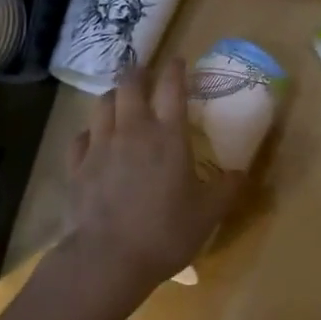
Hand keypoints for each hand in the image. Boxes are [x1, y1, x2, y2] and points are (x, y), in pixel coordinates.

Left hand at [63, 60, 243, 292]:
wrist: (108, 259)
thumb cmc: (165, 232)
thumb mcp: (208, 214)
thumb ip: (227, 189)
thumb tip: (243, 173)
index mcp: (168, 135)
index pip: (172, 87)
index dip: (176, 69)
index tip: (179, 61)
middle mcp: (133, 130)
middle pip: (131, 85)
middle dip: (139, 73)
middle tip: (145, 74)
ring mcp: (100, 145)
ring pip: (103, 104)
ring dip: (114, 97)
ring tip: (120, 100)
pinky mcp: (77, 166)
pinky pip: (80, 137)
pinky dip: (89, 132)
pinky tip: (93, 139)